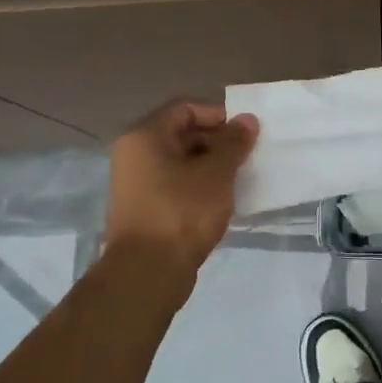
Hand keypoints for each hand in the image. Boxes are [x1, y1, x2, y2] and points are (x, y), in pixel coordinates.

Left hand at [104, 100, 258, 274]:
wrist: (148, 273)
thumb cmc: (182, 212)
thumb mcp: (216, 174)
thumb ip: (233, 143)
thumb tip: (247, 120)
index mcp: (145, 136)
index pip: (185, 108)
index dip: (218, 115)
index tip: (246, 132)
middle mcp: (134, 154)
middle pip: (181, 134)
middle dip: (217, 142)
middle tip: (247, 156)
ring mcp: (136, 184)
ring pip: (180, 162)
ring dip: (210, 166)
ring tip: (238, 179)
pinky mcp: (144, 209)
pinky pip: (175, 185)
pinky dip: (198, 187)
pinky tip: (221, 201)